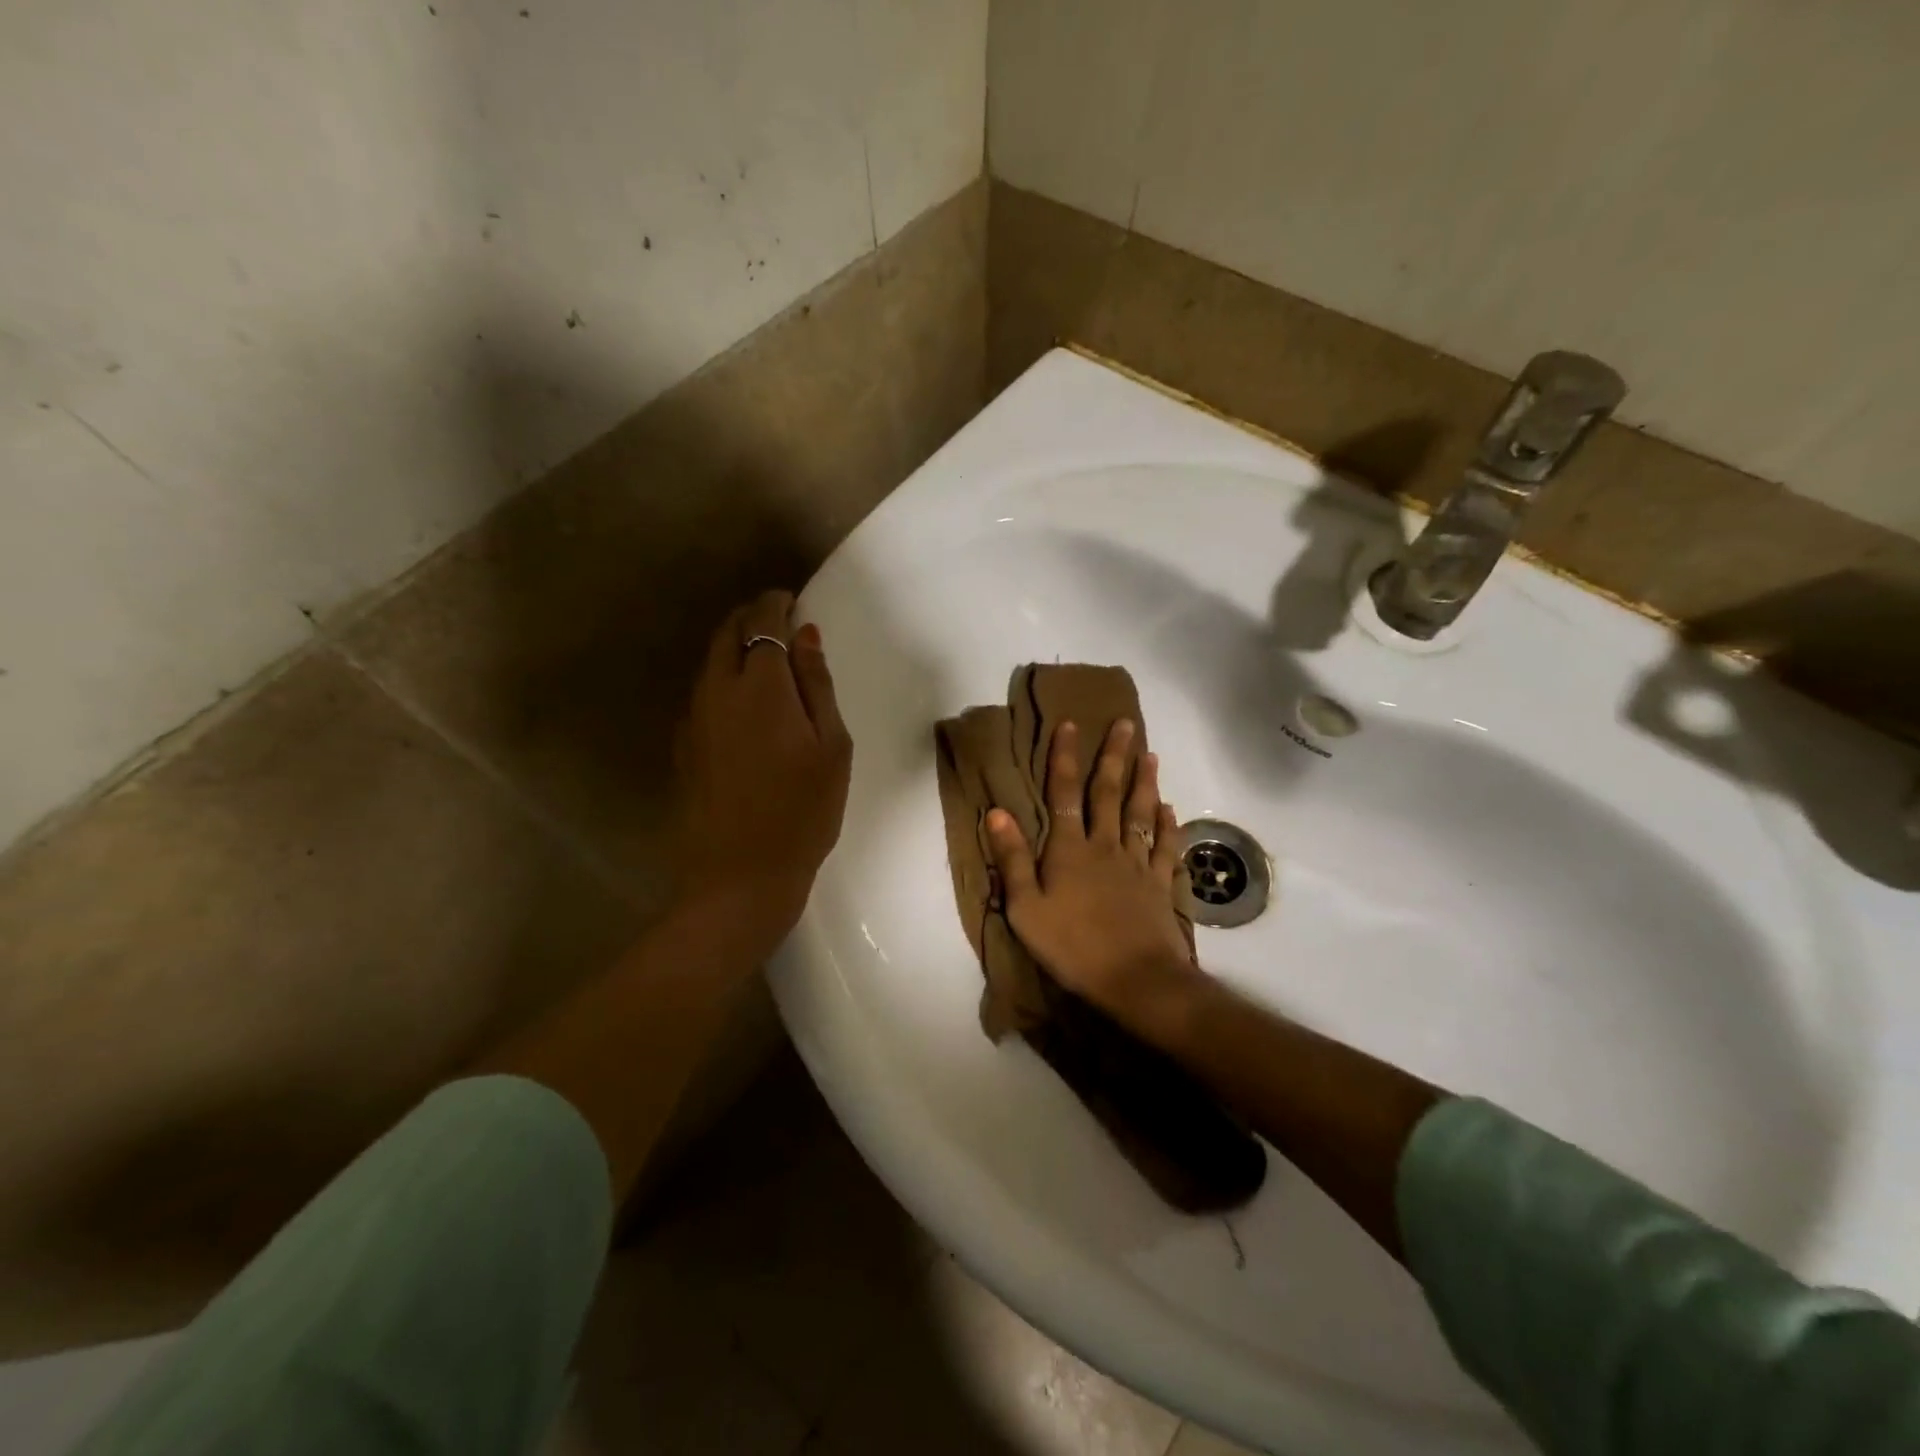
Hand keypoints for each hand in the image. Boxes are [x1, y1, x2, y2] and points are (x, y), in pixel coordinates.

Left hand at [675, 590, 852, 953]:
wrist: (740, 877)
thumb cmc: (803, 813)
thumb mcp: (831, 748)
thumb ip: (817, 686)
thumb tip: (805, 637)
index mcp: (761, 687)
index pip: (762, 622)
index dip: (776, 603)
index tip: (791, 599)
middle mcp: (718, 691)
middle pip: (726, 633)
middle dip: (750, 617)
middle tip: (777, 621)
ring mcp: (694, 719)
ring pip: (709, 663)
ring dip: (734, 647)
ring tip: (763, 658)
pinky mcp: (684, 746)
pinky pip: (702, 693)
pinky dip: (722, 679)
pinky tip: (742, 703)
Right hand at [984, 719, 1197, 1027]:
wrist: (1136, 980)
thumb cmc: (1072, 946)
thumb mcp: (1026, 908)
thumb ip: (1014, 860)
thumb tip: (997, 812)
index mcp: (1070, 850)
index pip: (1064, 793)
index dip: (1064, 757)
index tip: (1069, 724)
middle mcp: (1105, 846)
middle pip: (1109, 793)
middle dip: (1114, 756)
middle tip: (1124, 724)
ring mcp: (1137, 864)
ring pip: (1142, 813)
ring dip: (1145, 782)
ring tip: (1150, 755)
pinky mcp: (1160, 885)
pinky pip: (1166, 847)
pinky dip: (1169, 826)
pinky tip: (1171, 810)